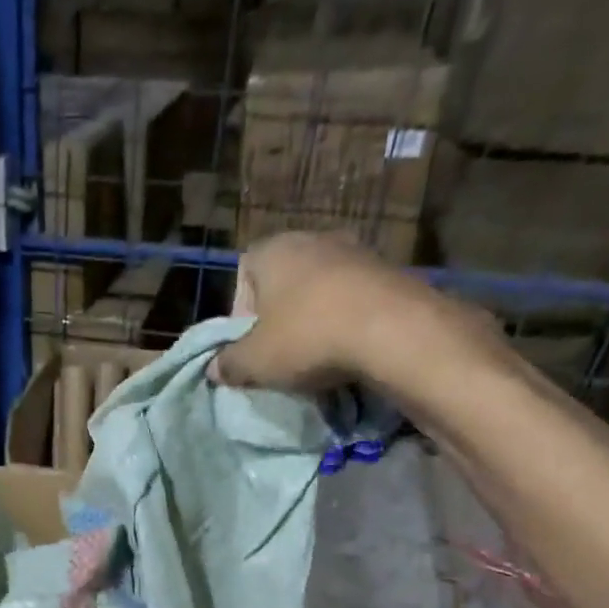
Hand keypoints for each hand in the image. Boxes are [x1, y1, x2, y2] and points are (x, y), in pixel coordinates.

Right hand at [210, 232, 507, 401]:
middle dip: (278, 318)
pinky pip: (353, 299)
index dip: (240, 315)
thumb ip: (229, 364)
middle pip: (283, 282)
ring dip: (314, 320)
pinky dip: (346, 322)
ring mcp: (356, 250)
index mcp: (272, 249)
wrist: (394, 330)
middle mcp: (312, 238)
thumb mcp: (254, 362)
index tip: (249, 346)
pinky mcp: (390, 270)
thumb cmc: (307, 337)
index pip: (242, 275)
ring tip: (316, 356)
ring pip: (320, 290)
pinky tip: (349, 350)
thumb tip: (214, 369)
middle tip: (280, 354)